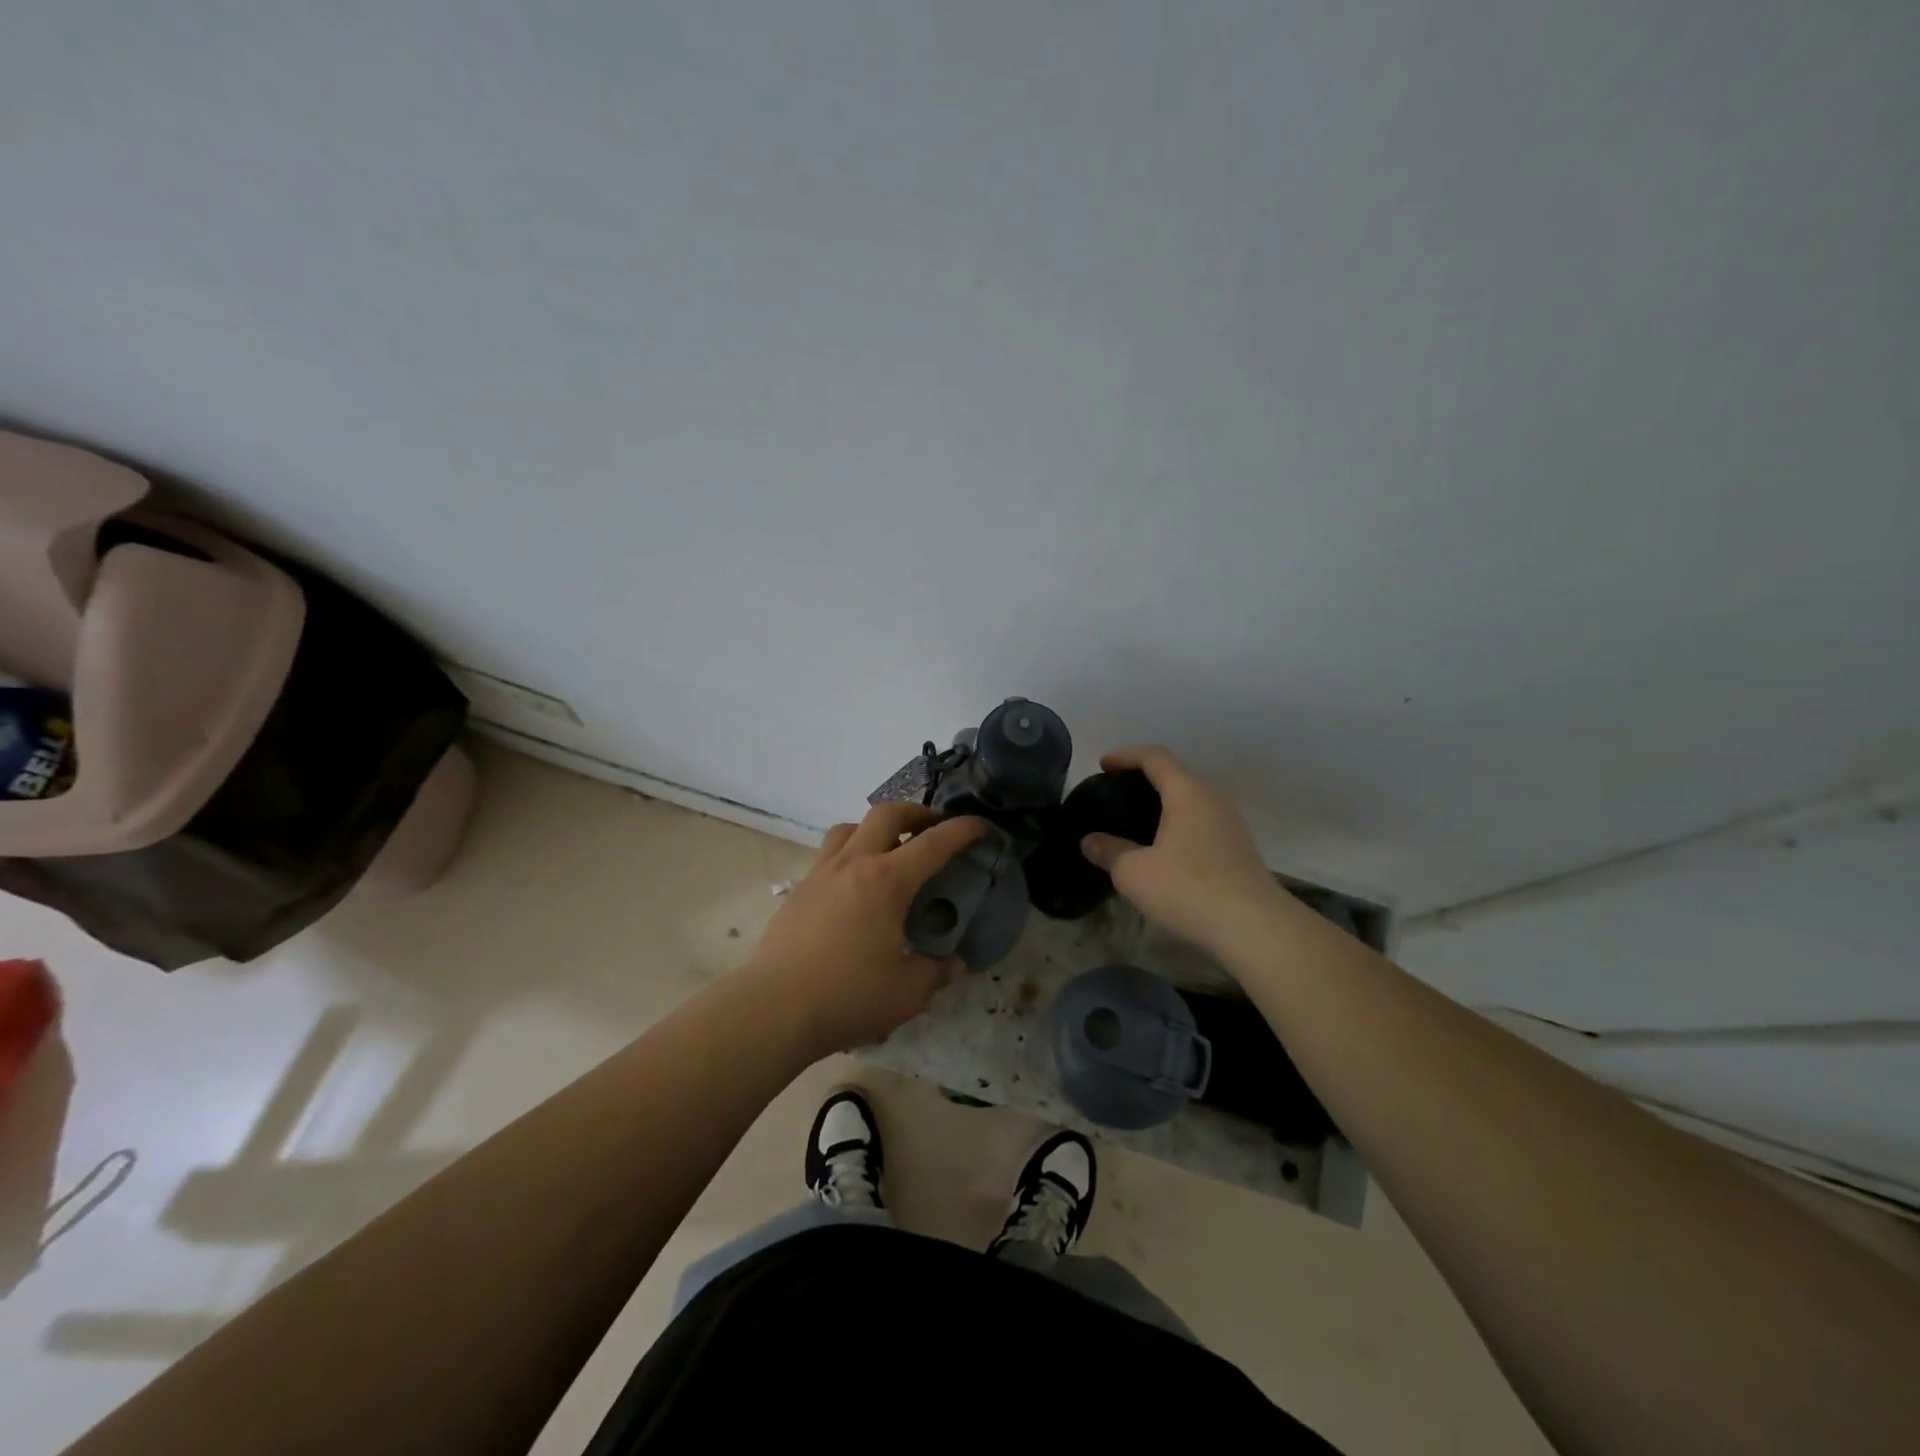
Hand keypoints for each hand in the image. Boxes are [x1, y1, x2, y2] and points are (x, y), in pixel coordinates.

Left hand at [745, 803, 986, 1055]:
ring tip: (889, 850)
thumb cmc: (846, 996)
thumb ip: (937, 973)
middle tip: (934, 828)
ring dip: (876, 828)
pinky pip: (829, 854)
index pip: (935, 842)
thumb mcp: (908, 993)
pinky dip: (851, 853)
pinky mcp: (799, 890)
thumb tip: (955, 964)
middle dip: (917, 813)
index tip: (983, 827)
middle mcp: (854, 864)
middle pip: (887, 813)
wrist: (773, 1009)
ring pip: (850, 827)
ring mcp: (821, 874)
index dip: (964, 830)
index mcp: (887, 881)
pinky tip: (855, 886)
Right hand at [1079, 744, 1281, 956]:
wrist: (1254, 927)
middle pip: (1175, 774)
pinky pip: (1201, 822)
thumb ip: (1109, 851)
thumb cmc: (1188, 888)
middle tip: (1116, 792)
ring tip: (1136, 820)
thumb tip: (1090, 841)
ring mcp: (1230, 823)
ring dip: (1163, 803)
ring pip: (1191, 799)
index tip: (1102, 765)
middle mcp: (1212, 799)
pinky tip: (1164, 848)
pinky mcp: (1238, 848)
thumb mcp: (1134, 873)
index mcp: (1187, 792)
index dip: (1125, 755)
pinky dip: (1178, 823)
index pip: (1154, 757)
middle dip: (1144, 777)